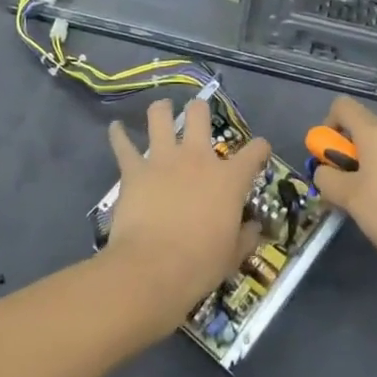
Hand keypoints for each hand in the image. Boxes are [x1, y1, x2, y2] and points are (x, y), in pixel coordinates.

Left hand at [102, 97, 268, 331]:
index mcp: (229, 179)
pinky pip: (123, 145)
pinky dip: (118, 135)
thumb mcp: (233, 255)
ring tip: (161, 109)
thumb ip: (245, 236)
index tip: (260, 150)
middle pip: (200, 115)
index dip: (260, 148)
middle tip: (198, 114)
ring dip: (161, 110)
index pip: (255, 151)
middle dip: (199, 110)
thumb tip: (254, 228)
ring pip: (160, 117)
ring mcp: (163, 159)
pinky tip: (116, 128)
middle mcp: (197, 158)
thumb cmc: (200, 264)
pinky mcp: (134, 170)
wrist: (153, 268)